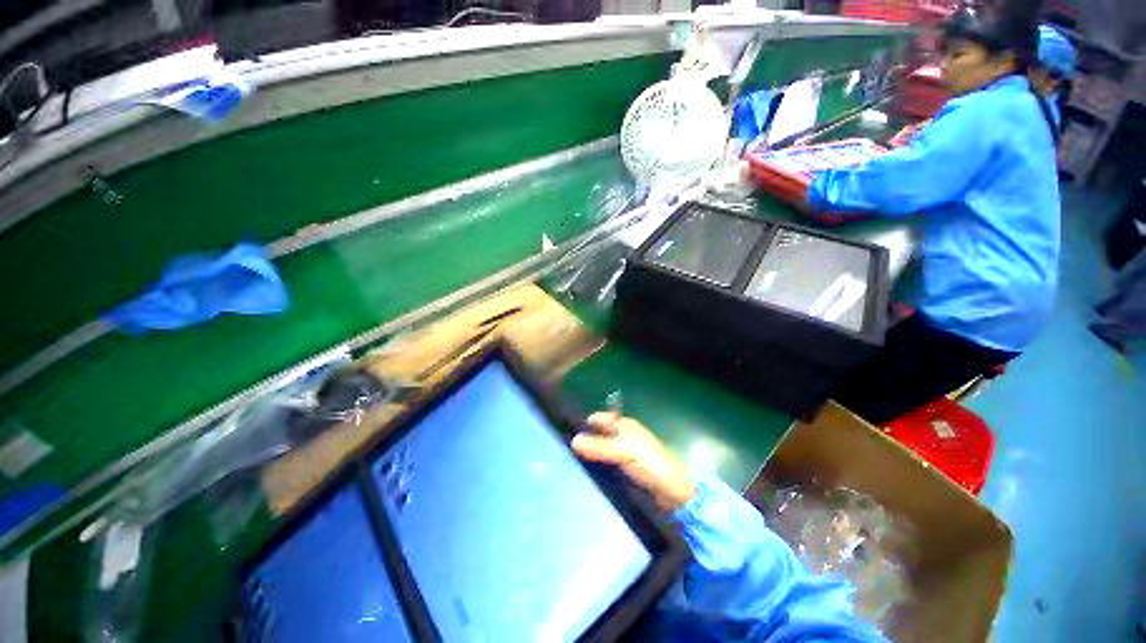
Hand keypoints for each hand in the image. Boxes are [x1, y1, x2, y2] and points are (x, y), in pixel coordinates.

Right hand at [572, 412, 695, 511]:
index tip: (566, 433)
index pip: (600, 418)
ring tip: (571, 464)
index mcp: (624, 425)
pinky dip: (598, 466)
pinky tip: (588, 474)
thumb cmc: (648, 463)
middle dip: (585, 440)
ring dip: (591, 455)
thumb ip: (598, 446)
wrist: (672, 490)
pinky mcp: (627, 468)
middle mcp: (623, 435)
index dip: (585, 423)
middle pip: (600, 433)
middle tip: (565, 452)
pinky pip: (607, 463)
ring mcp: (625, 452)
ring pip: (602, 449)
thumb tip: (572, 440)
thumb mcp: (622, 451)